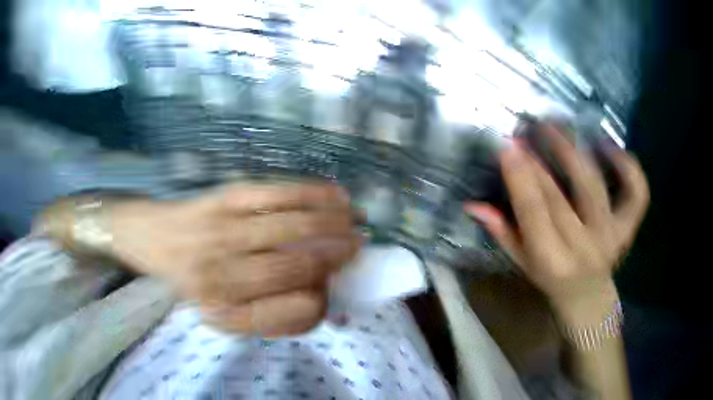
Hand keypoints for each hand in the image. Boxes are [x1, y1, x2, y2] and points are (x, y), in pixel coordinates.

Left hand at [108, 183, 359, 336]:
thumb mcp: (233, 306)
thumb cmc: (201, 276)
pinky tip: (338, 193)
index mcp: (229, 312)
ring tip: (356, 216)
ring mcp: (227, 230)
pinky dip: (319, 193)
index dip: (327, 299)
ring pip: (299, 225)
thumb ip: (278, 310)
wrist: (155, 237)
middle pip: (301, 264)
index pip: (297, 314)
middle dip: (341, 251)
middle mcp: (226, 276)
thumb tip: (330, 305)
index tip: (339, 283)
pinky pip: (286, 193)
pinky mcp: (232, 196)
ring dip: (337, 221)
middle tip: (361, 241)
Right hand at [465, 125, 648, 320]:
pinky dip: (628, 168)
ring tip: (558, 127)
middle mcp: (583, 242)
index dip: (519, 177)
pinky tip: (608, 147)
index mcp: (548, 253)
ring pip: (596, 187)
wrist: (587, 295)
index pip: (532, 208)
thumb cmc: (544, 275)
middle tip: (524, 132)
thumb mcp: (514, 256)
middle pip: (559, 194)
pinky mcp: (628, 227)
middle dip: (538, 159)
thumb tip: (471, 205)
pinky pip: (635, 195)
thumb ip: (497, 228)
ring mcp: (611, 233)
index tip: (508, 150)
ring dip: (575, 153)